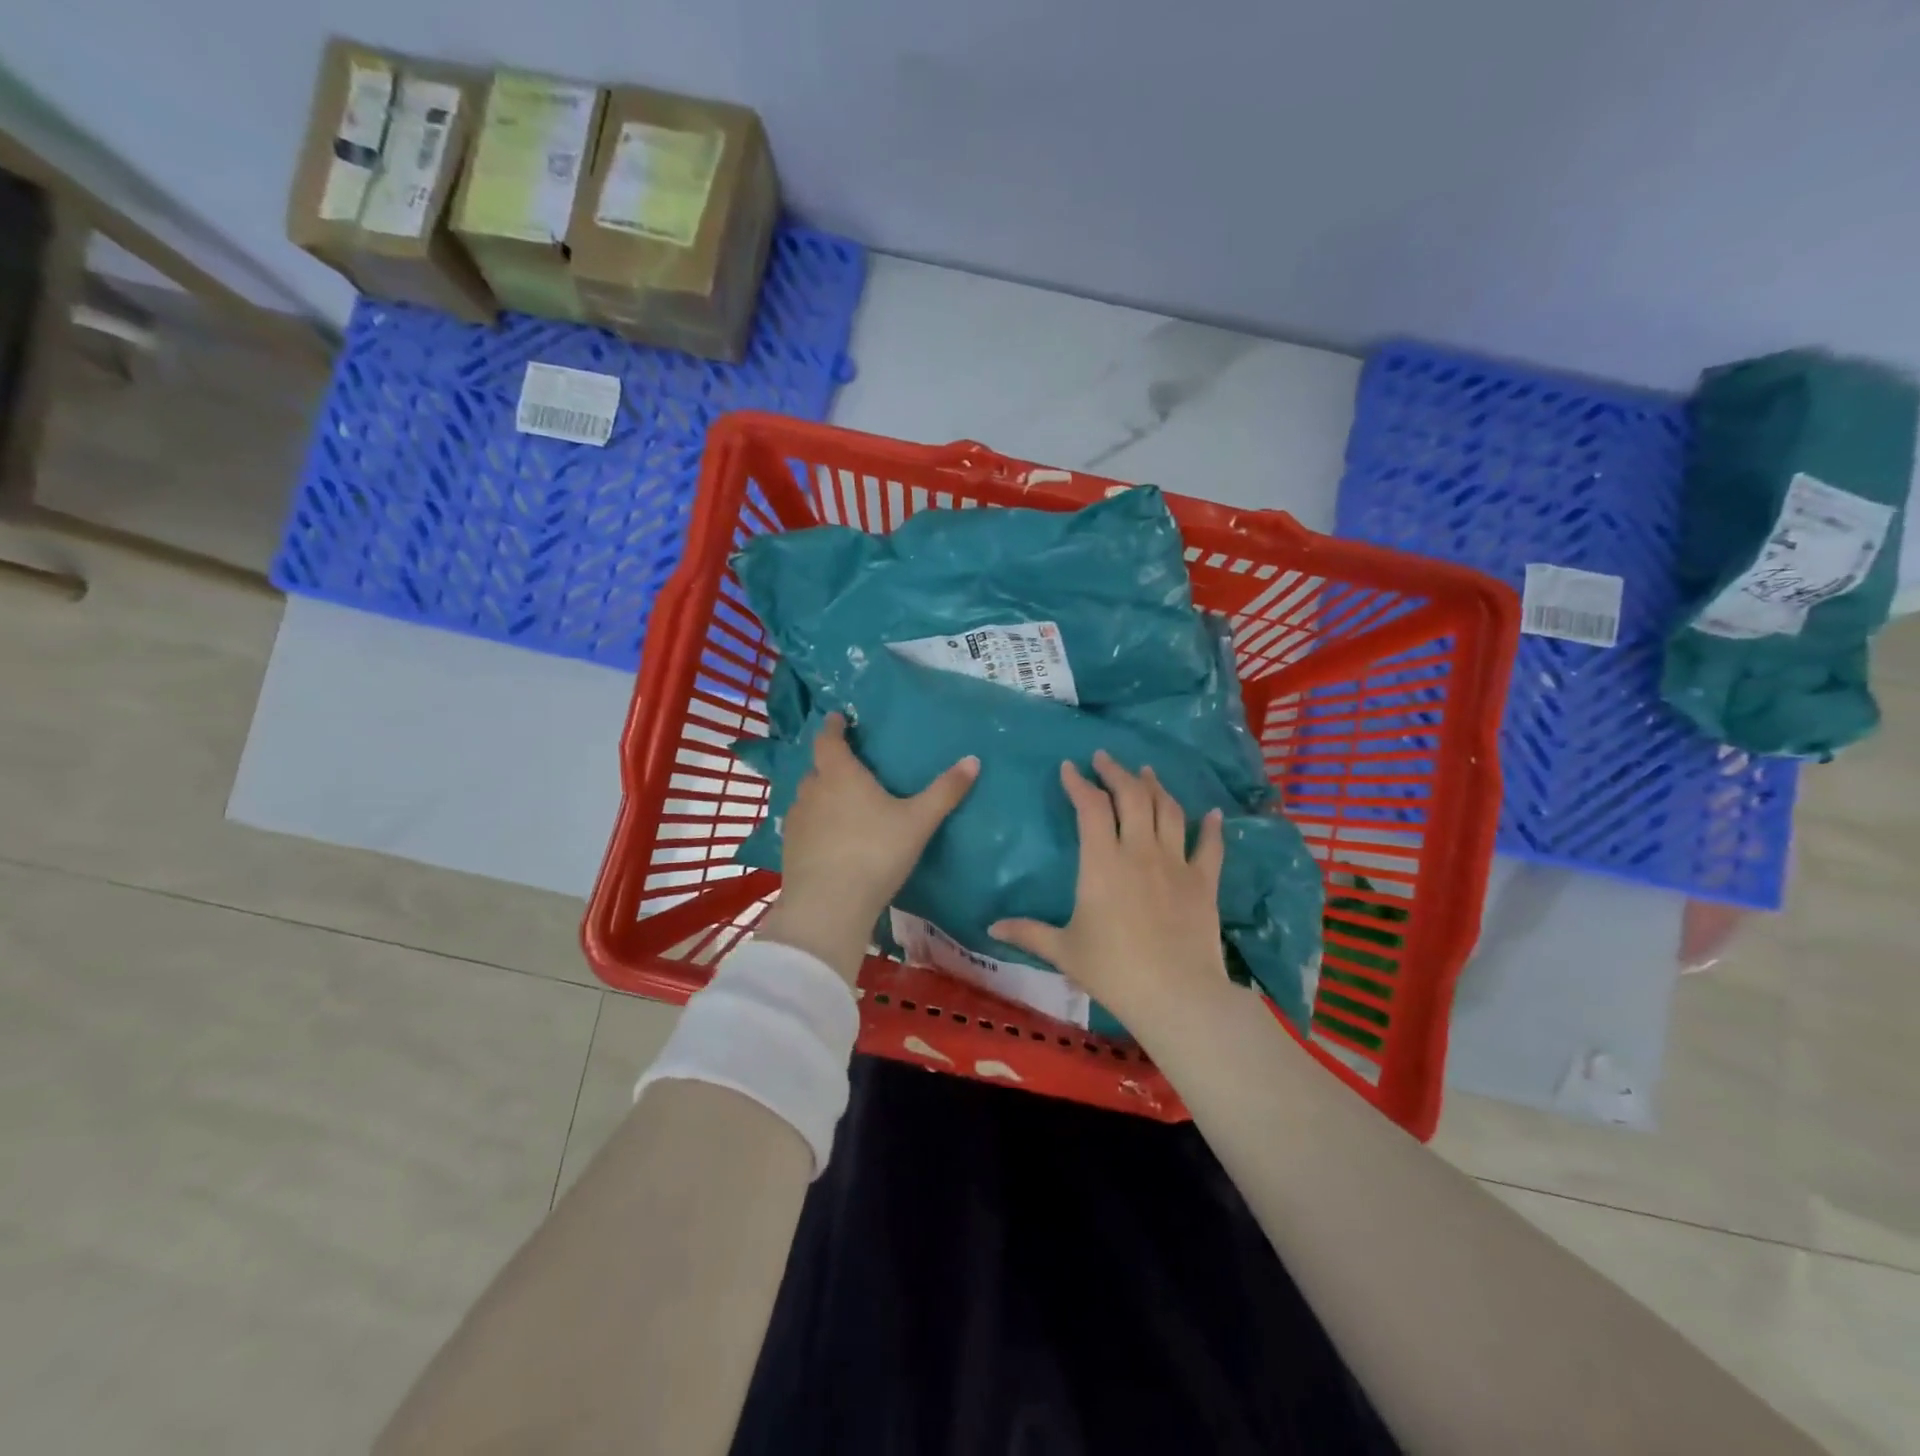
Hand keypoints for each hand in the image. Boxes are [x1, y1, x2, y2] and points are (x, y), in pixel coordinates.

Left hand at [758, 712, 978, 984]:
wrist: (829, 905)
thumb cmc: (875, 852)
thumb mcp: (918, 821)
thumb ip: (945, 791)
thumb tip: (974, 759)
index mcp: (840, 774)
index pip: (829, 739)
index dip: (833, 726)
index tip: (838, 718)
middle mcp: (813, 790)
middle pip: (817, 768)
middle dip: (831, 763)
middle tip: (850, 766)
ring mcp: (797, 820)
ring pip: (808, 797)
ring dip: (822, 794)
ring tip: (841, 802)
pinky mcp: (790, 849)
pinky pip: (803, 825)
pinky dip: (815, 823)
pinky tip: (830, 838)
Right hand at [991, 750, 1228, 1027]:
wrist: (1176, 995)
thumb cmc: (1113, 970)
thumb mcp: (1064, 951)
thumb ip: (1028, 932)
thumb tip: (991, 927)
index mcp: (1102, 861)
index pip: (1090, 807)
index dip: (1079, 783)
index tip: (1070, 767)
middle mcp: (1140, 850)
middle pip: (1132, 796)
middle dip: (1117, 772)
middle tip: (1105, 758)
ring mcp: (1176, 863)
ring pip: (1168, 810)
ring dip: (1156, 787)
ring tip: (1147, 773)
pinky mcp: (1204, 882)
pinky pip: (1210, 846)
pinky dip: (1210, 827)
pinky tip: (1212, 813)